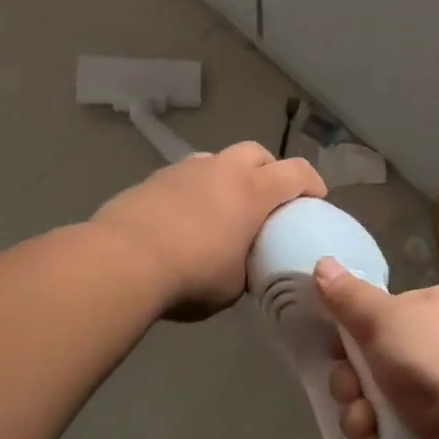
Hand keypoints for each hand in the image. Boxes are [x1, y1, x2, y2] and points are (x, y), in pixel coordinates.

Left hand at [91, 142, 325, 318]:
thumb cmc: (191, 275)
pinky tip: (183, 219)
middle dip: (268, 170)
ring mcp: (185, 169)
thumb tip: (245, 266)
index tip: (316, 199)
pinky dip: (194, 190)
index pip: (296, 171)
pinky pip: (185, 176)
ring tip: (221, 208)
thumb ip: (247, 267)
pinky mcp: (154, 178)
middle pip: (256, 153)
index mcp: (253, 191)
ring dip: (227, 176)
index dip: (312, 182)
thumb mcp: (233, 285)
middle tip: (266, 199)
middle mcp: (223, 169)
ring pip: (217, 160)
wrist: (121, 261)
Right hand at [315, 259, 438, 438]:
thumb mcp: (386, 319)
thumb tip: (322, 264)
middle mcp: (436, 353)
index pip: (379, 317)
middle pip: (369, 365)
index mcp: (434, 312)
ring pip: (372, 407)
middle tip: (353, 393)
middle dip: (350, 384)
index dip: (351, 334)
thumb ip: (350, 297)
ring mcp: (436, 402)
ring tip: (367, 428)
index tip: (336, 349)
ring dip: (359, 419)